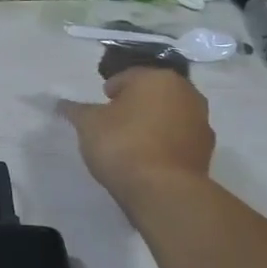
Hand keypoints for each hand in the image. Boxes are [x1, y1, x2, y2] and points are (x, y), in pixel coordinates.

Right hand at [61, 68, 215, 215]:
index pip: (127, 77)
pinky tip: (148, 160)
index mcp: (157, 78)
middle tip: (113, 124)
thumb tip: (61, 103)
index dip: (109, 92)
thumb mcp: (88, 124)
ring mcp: (201, 122)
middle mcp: (186, 93)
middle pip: (152, 94)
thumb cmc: (122, 144)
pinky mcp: (206, 150)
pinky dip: (164, 144)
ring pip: (168, 116)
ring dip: (152, 124)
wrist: (163, 190)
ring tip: (130, 144)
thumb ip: (75, 110)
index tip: (98, 110)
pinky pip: (178, 139)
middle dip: (134, 105)